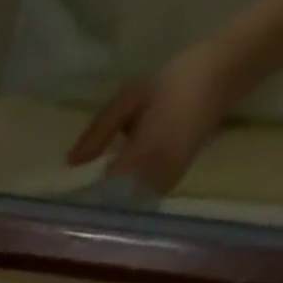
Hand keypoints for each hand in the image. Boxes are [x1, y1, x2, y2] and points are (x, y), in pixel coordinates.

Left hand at [66, 42, 238, 196]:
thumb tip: (70, 164)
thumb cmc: (173, 83)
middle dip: (88, 206)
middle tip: (62, 206)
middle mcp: (154, 179)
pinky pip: (135, 201)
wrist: (223, 74)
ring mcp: (163, 186)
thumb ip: (99, 133)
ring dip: (103, 205)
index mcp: (144, 155)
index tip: (58, 199)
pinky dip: (119, 200)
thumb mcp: (130, 99)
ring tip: (80, 201)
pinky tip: (104, 192)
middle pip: (111, 206)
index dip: (79, 197)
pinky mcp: (168, 187)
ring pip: (123, 207)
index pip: (102, 191)